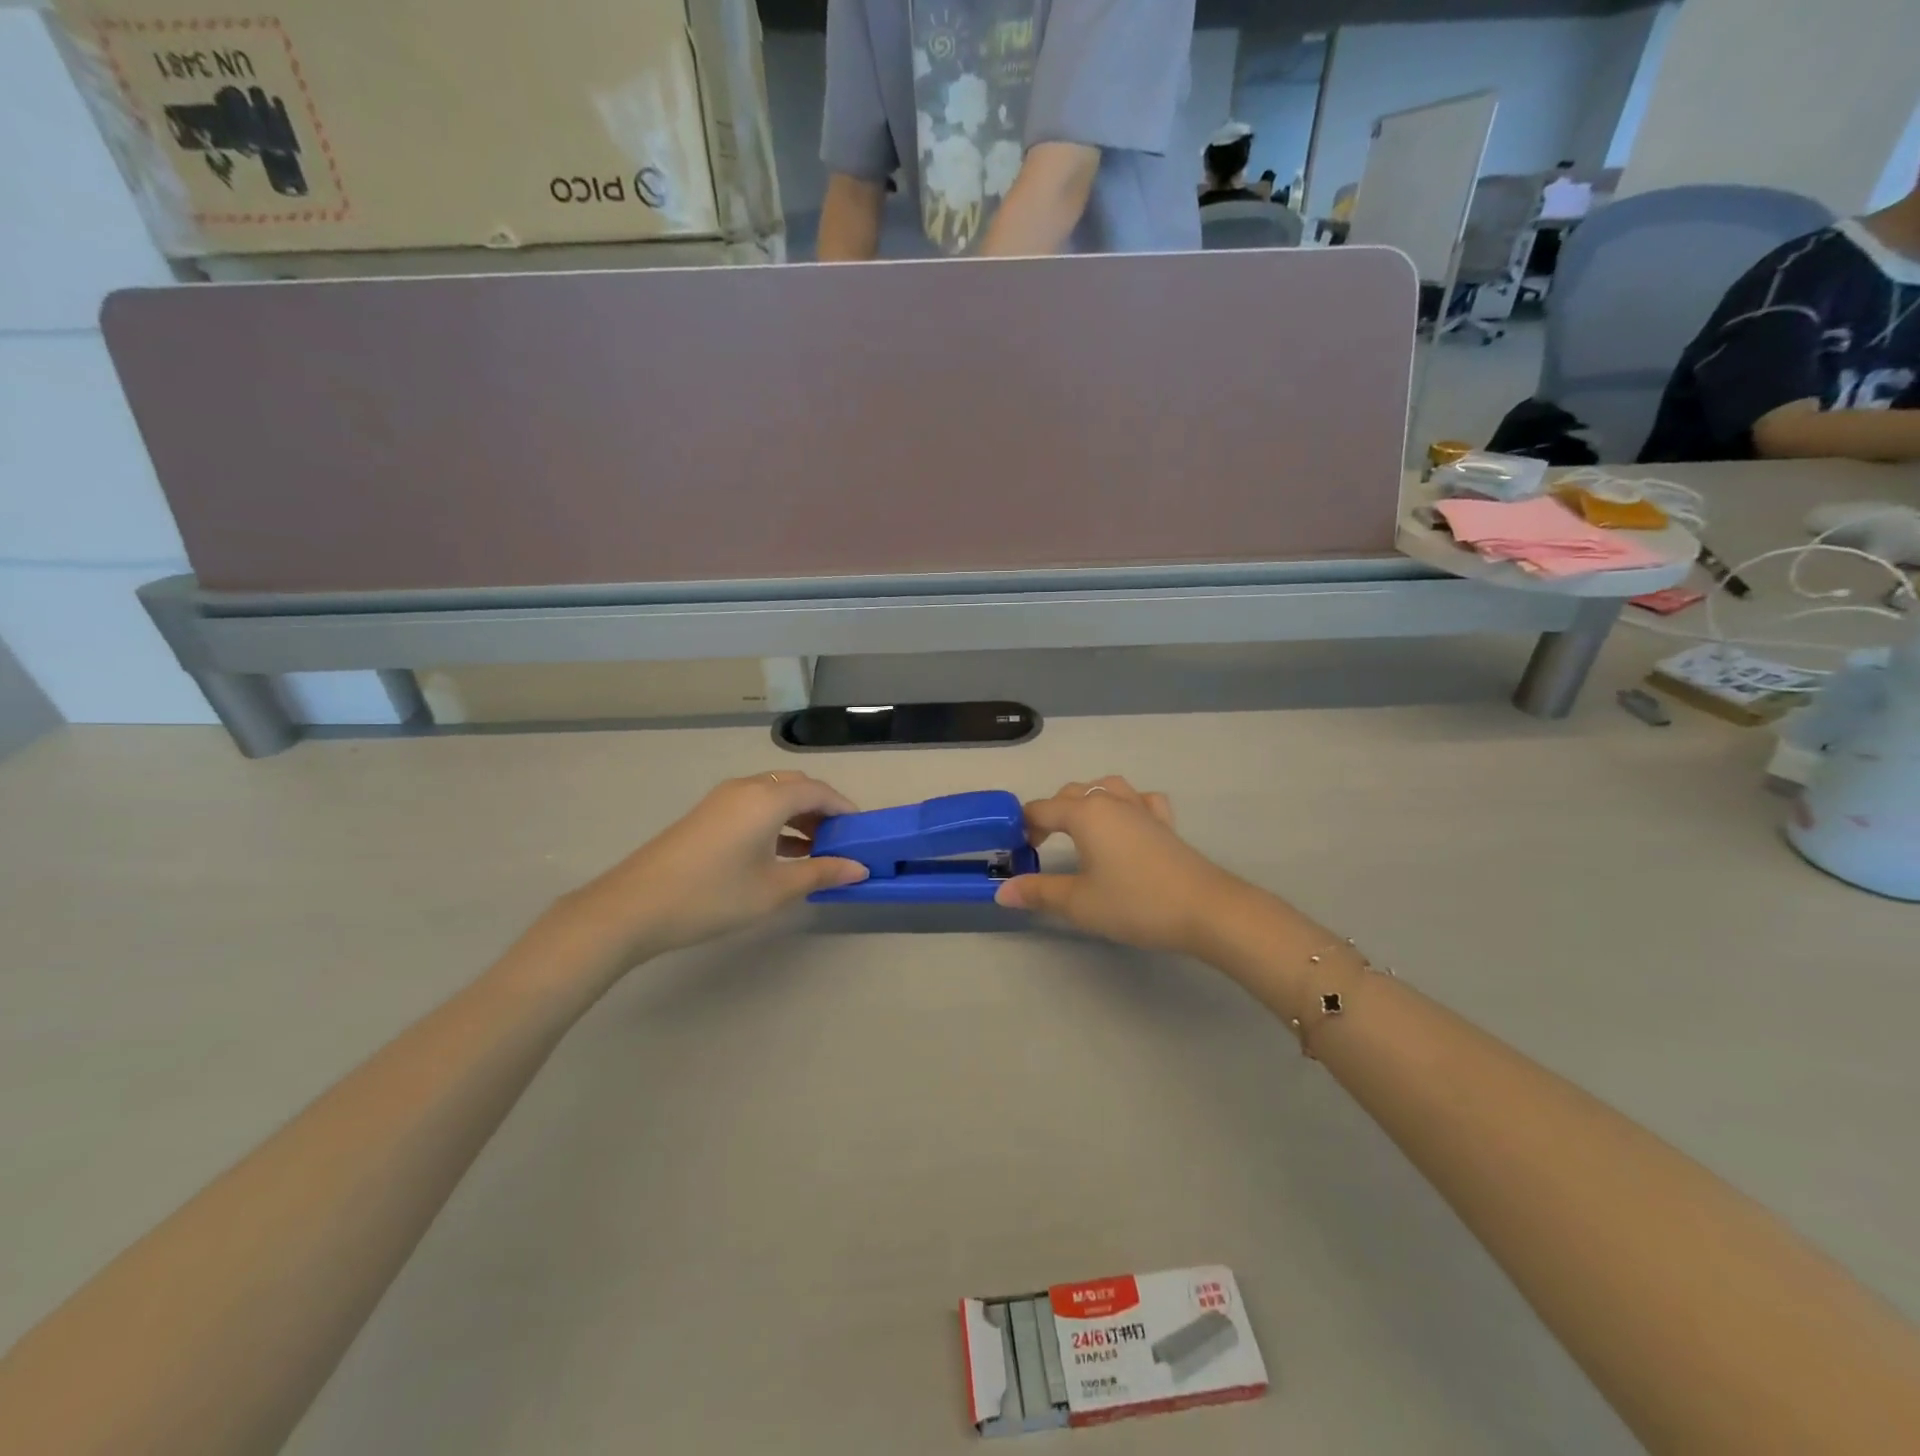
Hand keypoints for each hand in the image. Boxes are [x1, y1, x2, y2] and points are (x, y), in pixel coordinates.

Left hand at [556, 771, 868, 964]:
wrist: (634, 906)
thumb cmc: (713, 895)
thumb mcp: (774, 889)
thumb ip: (821, 873)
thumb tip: (859, 869)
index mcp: (767, 798)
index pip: (819, 791)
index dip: (845, 809)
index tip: (862, 834)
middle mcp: (746, 788)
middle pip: (796, 787)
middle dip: (822, 810)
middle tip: (838, 843)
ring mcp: (722, 799)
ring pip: (773, 795)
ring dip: (797, 816)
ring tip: (814, 853)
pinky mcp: (706, 815)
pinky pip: (753, 806)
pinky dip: (775, 821)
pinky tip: (779, 855)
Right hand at [994, 777, 1238, 953]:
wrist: (1205, 909)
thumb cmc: (1135, 903)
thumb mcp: (1078, 903)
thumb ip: (1038, 892)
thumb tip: (1001, 892)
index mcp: (1085, 814)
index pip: (1041, 809)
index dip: (1023, 826)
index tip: (1015, 850)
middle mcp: (1112, 802)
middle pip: (1071, 794)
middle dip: (1051, 813)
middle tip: (1041, 845)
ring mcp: (1143, 809)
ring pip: (1107, 788)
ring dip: (1087, 802)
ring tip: (1081, 828)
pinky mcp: (1166, 824)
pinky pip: (1141, 801)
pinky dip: (1127, 805)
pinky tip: (1128, 824)